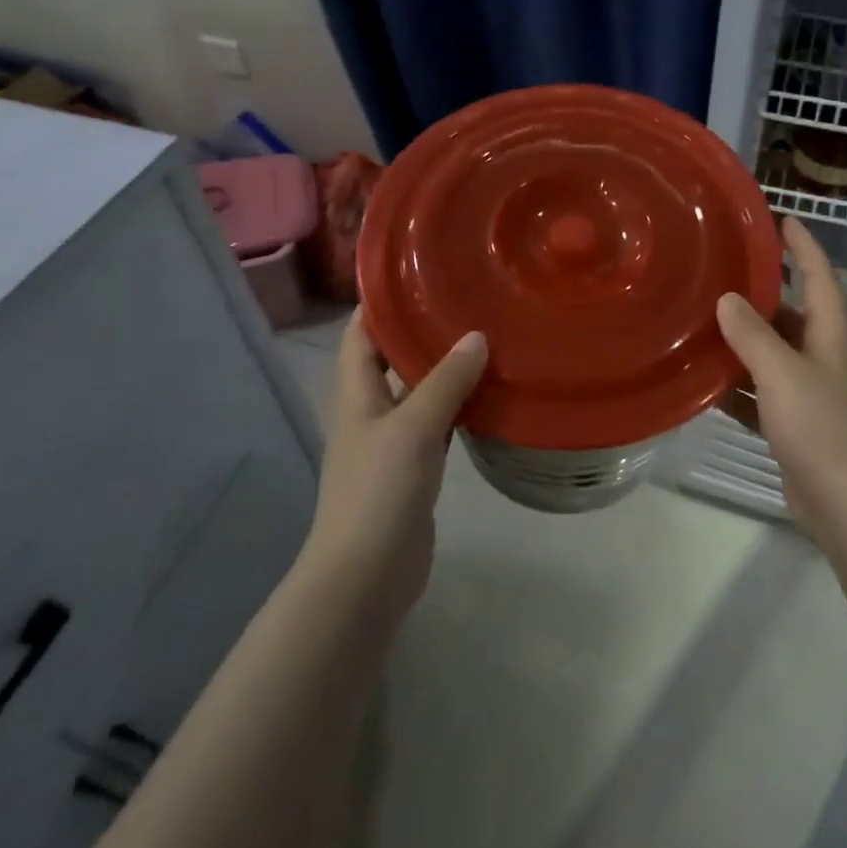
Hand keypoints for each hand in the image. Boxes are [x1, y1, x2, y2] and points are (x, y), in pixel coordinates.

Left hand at [304, 310, 487, 627]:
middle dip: (422, 331)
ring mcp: (392, 443)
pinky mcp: (414, 470)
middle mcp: (370, 412)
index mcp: (356, 394)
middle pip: (392, 359)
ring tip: (487, 339)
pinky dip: (459, 407)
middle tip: (468, 302)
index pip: (360, 334)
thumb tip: (476, 336)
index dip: (380, 302)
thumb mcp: (414, 427)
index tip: (416, 273)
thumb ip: (445, 381)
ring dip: (445, 369)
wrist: (367, 575)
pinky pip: (438, 425)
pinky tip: (490, 397)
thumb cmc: (379, 491)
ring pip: (419, 392)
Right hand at [715, 217, 846, 549]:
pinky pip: (763, 395)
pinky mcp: (797, 427)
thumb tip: (728, 299)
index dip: (805, 246)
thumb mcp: (782, 374)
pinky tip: (706, 384)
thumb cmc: (822, 429)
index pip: (821, 277)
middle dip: (764, 295)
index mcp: (831, 337)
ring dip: (744, 343)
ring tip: (703, 324)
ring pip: (774, 357)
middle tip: (721, 275)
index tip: (783, 218)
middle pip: (794, 316)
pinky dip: (739, 387)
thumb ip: (753, 335)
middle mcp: (825, 359)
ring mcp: (812, 395)